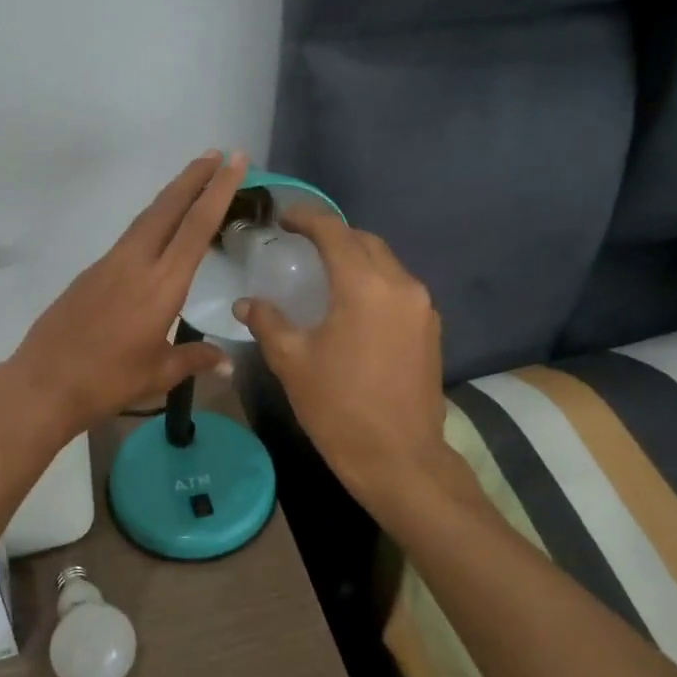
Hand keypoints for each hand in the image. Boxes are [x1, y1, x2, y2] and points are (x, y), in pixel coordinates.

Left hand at [7, 151, 246, 437]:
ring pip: (145, 219)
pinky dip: (151, 222)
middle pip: (168, 208)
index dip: (219, 191)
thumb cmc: (108, 381)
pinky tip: (157, 231)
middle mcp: (135, 263)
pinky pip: (129, 237)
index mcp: (161, 285)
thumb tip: (227, 362)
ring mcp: (108, 264)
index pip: (197, 227)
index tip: (235, 161)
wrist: (44, 384)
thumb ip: (195, 360)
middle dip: (194, 178)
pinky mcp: (90, 273)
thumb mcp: (158, 374)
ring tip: (192, 181)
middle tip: (217, 154)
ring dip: (171, 196)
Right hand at [234, 207, 449, 509]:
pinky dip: (374, 284)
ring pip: (386, 264)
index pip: (335, 232)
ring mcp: (422, 308)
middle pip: (366, 242)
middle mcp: (401, 286)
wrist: (399, 458)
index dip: (307, 218)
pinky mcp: (430, 330)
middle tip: (302, 244)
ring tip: (325, 274)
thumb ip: (268, 322)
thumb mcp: (292, 362)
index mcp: (365, 286)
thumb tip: (246, 303)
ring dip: (356, 259)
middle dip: (334, 236)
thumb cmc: (338, 408)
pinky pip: (399, 289)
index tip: (284, 218)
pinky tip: (352, 306)